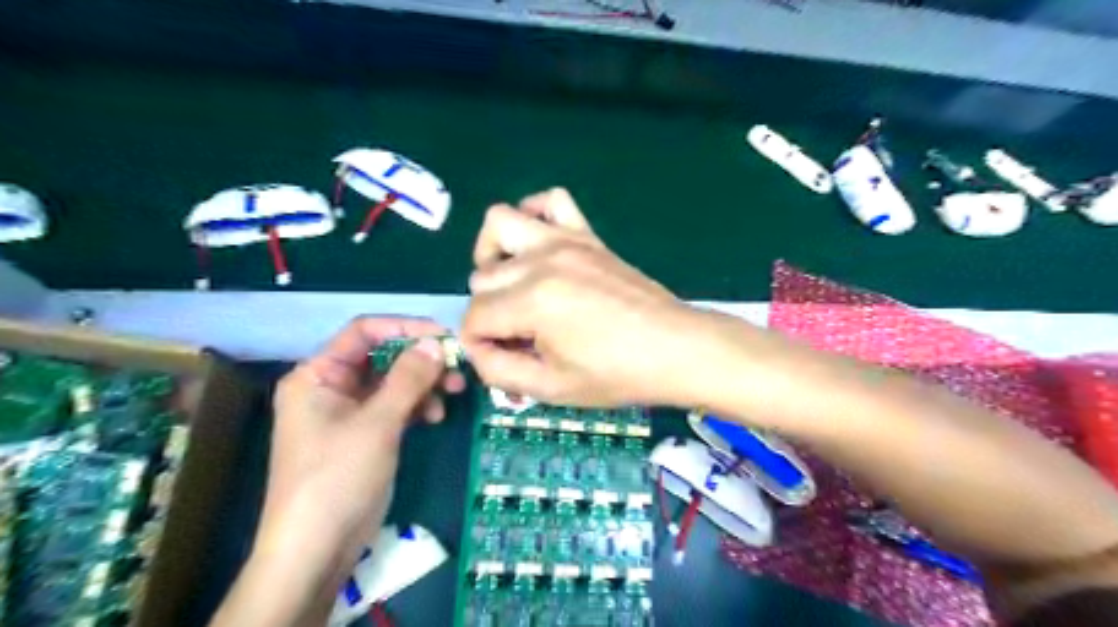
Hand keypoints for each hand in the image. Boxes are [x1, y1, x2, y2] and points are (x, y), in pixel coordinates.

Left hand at [254, 318, 462, 583]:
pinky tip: (434, 417)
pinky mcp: (365, 433)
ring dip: (424, 384)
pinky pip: (395, 406)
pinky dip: (417, 406)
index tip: (445, 337)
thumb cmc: (338, 476)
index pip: (364, 332)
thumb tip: (437, 343)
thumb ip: (409, 378)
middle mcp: (331, 386)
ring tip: (454, 393)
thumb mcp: (377, 422)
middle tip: (457, 369)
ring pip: (393, 382)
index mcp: (318, 374)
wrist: (317, 548)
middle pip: (383, 356)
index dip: (406, 328)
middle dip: (421, 360)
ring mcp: (348, 412)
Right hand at [464, 187, 696, 405]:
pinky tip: (539, 245)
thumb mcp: (552, 388)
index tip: (502, 359)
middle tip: (518, 337)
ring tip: (513, 285)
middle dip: (489, 312)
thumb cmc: (616, 374)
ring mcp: (565, 241)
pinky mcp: (586, 235)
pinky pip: (552, 200)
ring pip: (499, 223)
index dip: (478, 345)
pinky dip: (535, 214)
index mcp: (531, 302)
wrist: (675, 349)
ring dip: (493, 255)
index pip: (474, 318)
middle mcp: (540, 261)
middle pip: (482, 279)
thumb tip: (476, 349)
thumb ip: (499, 371)